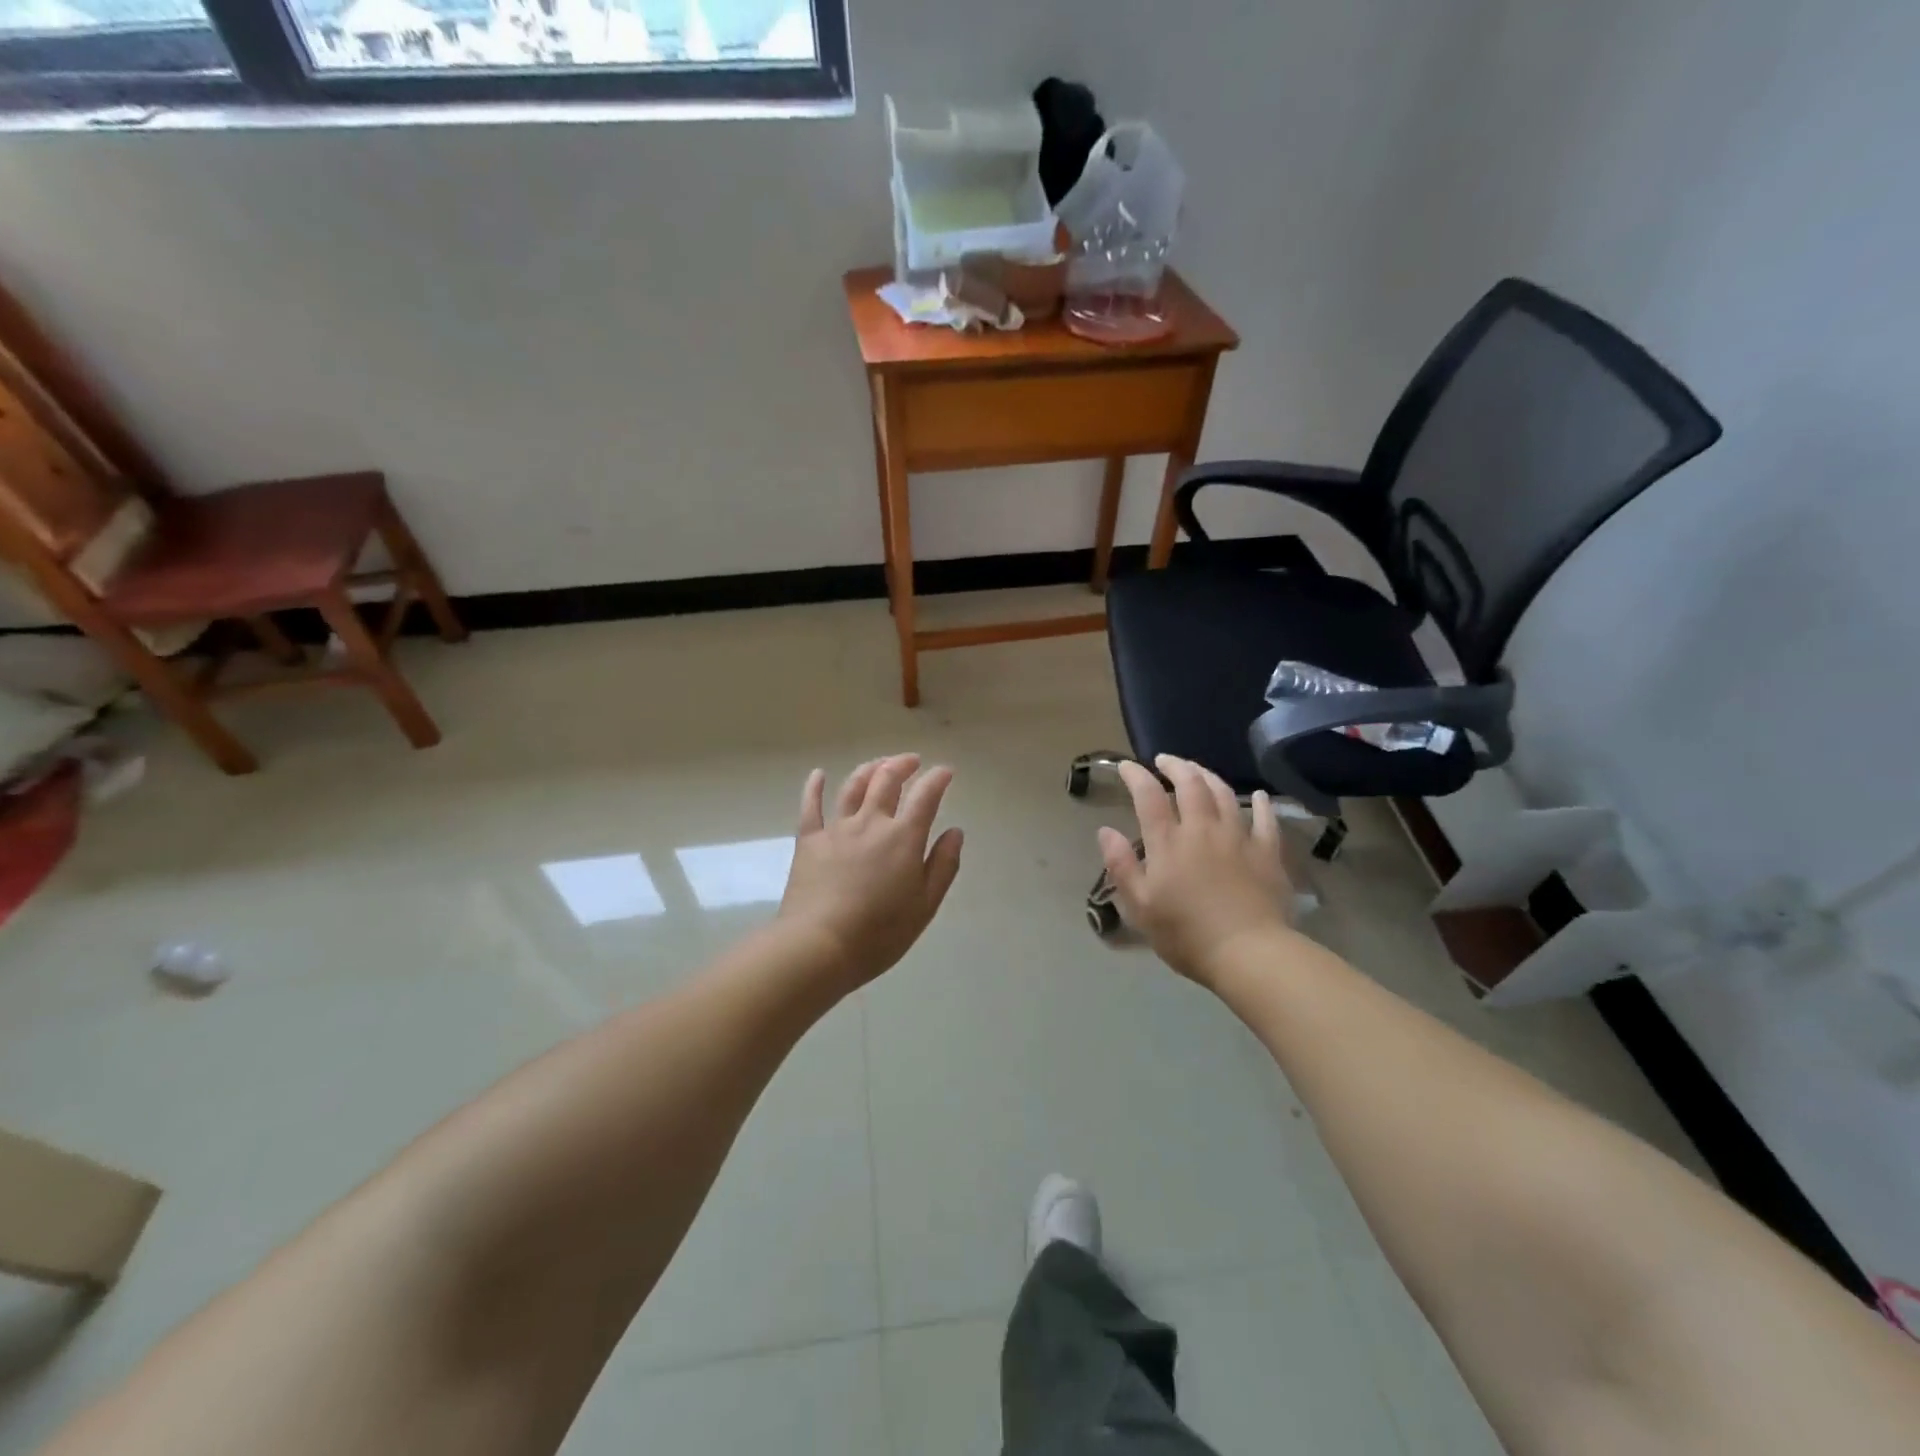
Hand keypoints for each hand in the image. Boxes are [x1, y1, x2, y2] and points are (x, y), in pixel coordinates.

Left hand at [778, 754, 964, 990]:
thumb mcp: (925, 905)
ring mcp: (836, 829)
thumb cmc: (879, 932)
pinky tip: (818, 774)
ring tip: (879, 764)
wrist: (819, 945)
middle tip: (912, 761)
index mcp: (903, 837)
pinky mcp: (808, 841)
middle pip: (887, 780)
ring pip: (853, 786)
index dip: (938, 779)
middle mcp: (871, 822)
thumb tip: (955, 832)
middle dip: (902, 765)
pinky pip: (811, 806)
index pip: (926, 796)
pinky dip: (815, 787)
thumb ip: (943, 865)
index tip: (945, 771)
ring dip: (869, 769)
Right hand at [1098, 755, 1294, 986]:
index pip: (1148, 796)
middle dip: (1175, 766)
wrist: (1248, 953)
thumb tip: (1105, 830)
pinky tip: (1259, 796)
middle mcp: (1202, 829)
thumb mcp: (1140, 906)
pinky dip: (1261, 804)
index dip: (1136, 775)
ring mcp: (1239, 837)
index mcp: (1168, 842)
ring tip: (1198, 771)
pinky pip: (1266, 819)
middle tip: (1164, 760)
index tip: (1126, 766)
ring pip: (1224, 794)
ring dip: (1209, 776)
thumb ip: (1121, 865)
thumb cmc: (1186, 934)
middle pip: (1190, 784)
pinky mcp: (1267, 853)